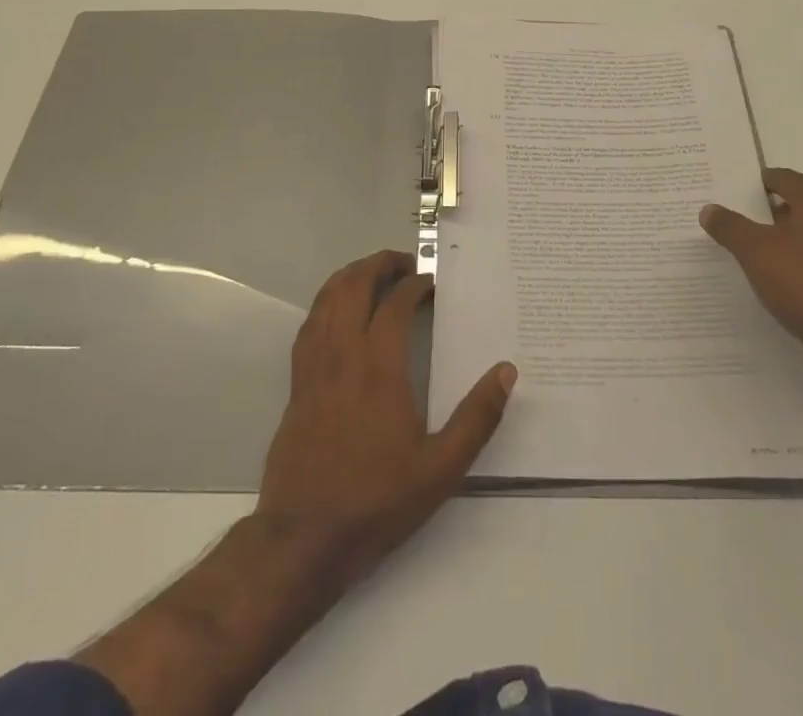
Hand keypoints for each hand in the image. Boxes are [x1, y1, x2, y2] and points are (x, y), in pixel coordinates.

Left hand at [256, 250, 515, 592]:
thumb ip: (476, 419)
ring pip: (326, 300)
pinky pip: (309, 325)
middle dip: (378, 265)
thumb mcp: (440, 471)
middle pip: (353, 287)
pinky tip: (337, 310)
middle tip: (403, 262)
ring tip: (372, 273)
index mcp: (380, 371)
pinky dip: (326, 303)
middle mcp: (343, 357)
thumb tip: (506, 371)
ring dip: (350, 277)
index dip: (414, 286)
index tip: (430, 283)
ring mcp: (314, 369)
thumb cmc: (375, 503)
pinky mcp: (297, 385)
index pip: (394, 306)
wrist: (302, 541)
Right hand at [700, 168, 802, 397]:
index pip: (784, 178)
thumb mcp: (755, 252)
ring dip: (789, 238)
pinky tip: (785, 280)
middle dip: (771, 211)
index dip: (757, 183)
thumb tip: (708, 208)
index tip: (733, 193)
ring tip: (758, 253)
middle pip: (801, 203)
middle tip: (741, 221)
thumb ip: (730, 226)